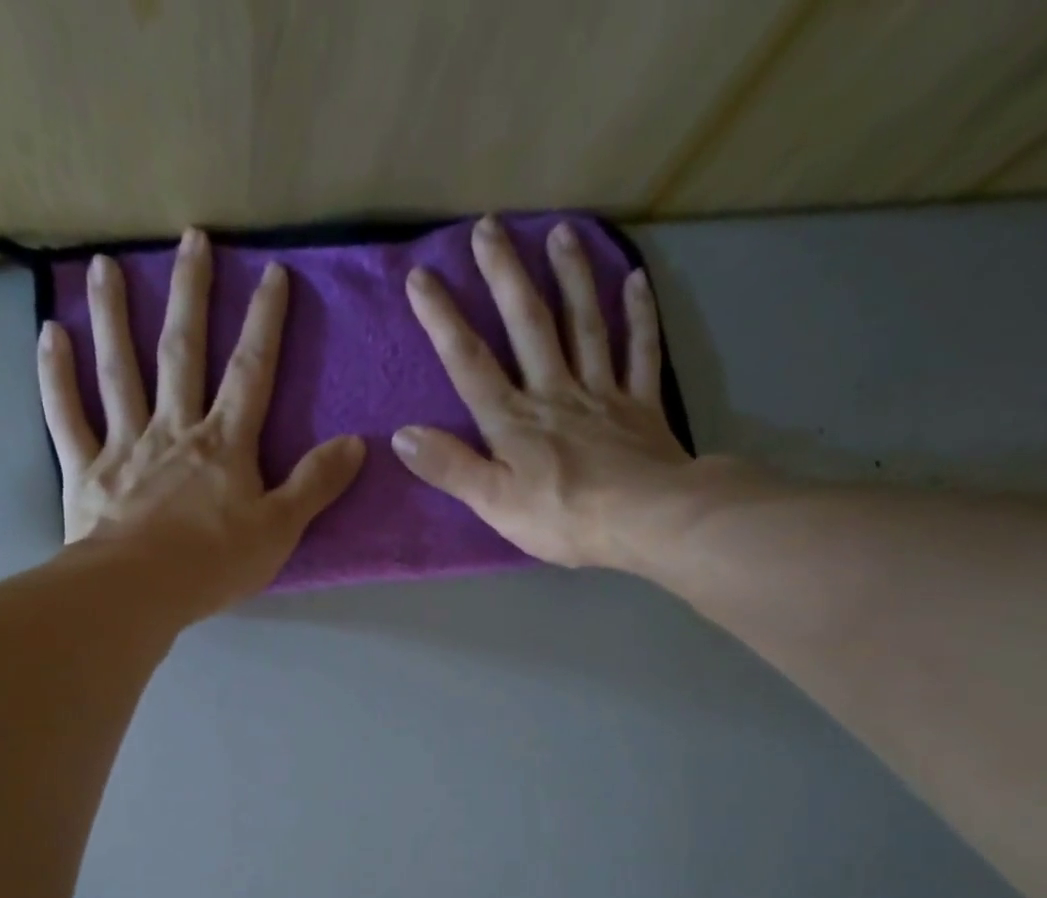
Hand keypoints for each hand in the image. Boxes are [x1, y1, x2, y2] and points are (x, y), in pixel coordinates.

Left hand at [39, 228, 365, 618]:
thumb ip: (315, 483)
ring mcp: (125, 444)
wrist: (139, 591)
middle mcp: (174, 429)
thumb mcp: (281, 529)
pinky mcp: (85, 469)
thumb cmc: (215, 563)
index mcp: (224, 444)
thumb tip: (357, 442)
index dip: (265, 322)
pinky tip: (50, 334)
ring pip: (119, 370)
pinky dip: (56, 376)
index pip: (251, 372)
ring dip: (113, 316)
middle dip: (192, 294)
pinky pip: (67, 415)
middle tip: (191, 238)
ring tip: (104, 264)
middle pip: (183, 352)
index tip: (272, 272)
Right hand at [393, 216, 694, 570]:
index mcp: (513, 420)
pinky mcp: (641, 406)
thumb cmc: (563, 518)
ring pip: (585, 325)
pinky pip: (640, 352)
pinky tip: (635, 280)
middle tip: (490, 226)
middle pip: (528, 325)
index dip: (443, 320)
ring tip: (560, 231)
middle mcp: (554, 392)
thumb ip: (450, 467)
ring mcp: (602, 393)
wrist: (645, 521)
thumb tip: (402, 436)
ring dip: (571, 277)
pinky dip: (639, 316)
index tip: (422, 276)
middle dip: (506, 275)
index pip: (470, 363)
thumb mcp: (494, 503)